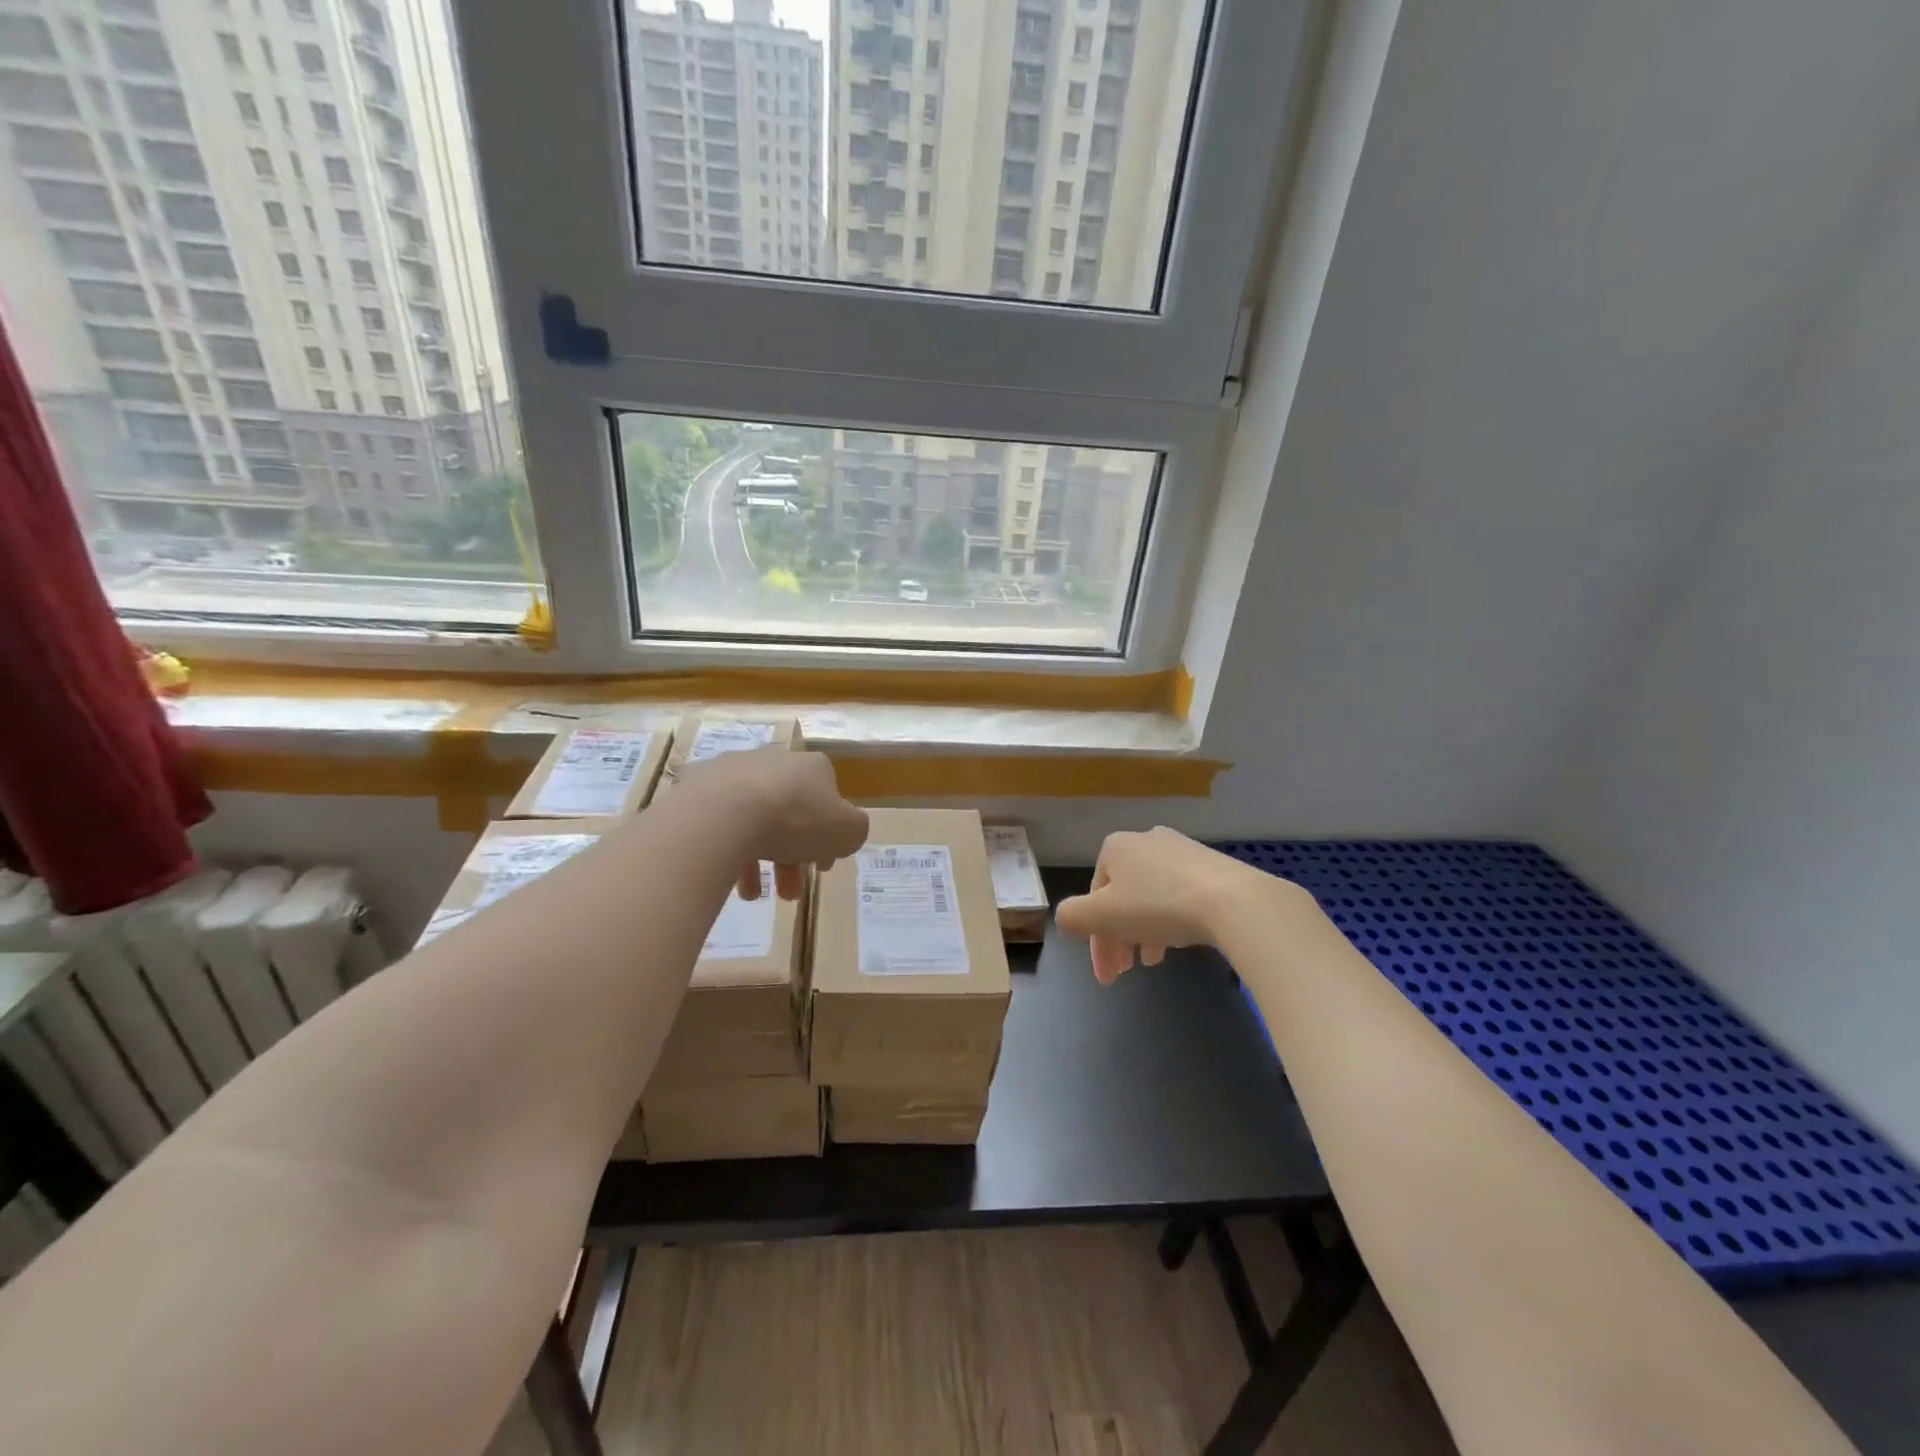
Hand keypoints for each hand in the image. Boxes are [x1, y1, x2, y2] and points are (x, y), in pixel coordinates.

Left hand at [676, 748, 868, 900]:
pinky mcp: (696, 789)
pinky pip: (719, 824)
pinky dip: (727, 851)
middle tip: (789, 892)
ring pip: (753, 821)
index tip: (822, 867)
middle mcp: (773, 761)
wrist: (724, 814)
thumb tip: (844, 832)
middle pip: (789, 814)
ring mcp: (731, 772)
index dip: (828, 836)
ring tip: (753, 896)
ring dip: (759, 861)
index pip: (828, 801)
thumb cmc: (796, 820)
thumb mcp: (848, 832)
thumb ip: (854, 831)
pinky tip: (729, 881)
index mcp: (812, 767)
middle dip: (792, 857)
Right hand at [1055, 827, 1273, 982]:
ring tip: (1154, 961)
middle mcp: (1146, 840)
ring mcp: (1183, 850)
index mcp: (1115, 847)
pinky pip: (1180, 894)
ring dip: (1144, 931)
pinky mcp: (1213, 865)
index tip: (1108, 976)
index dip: (1094, 940)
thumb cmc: (1158, 905)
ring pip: (1150, 896)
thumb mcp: (1101, 915)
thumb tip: (1068, 919)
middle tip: (1127, 972)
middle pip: (1121, 896)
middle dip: (1119, 937)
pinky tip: (1181, 939)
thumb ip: (1071, 917)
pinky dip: (1172, 919)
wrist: (1236, 902)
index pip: (1093, 897)